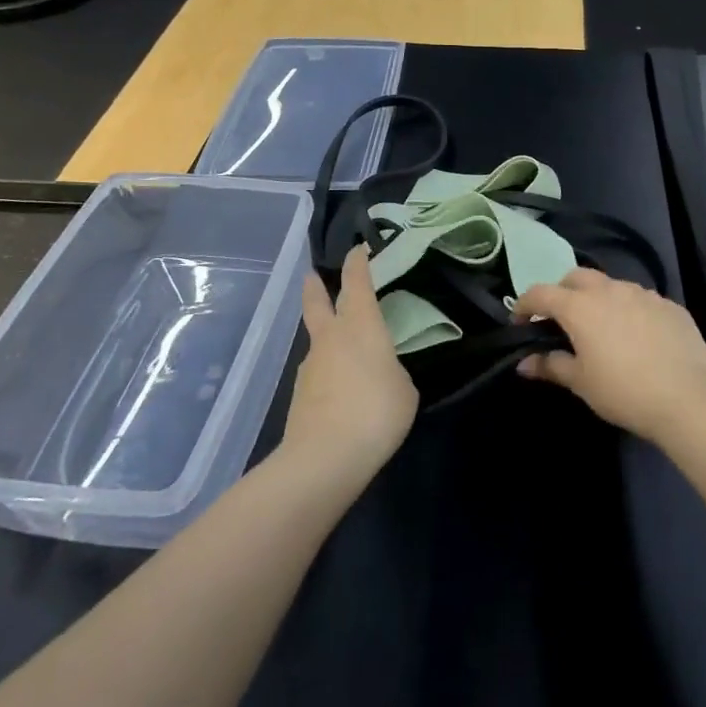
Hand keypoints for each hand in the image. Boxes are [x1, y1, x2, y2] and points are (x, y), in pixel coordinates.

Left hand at [285, 247, 418, 485]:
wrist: (324, 457)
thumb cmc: (376, 412)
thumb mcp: (404, 389)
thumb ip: (392, 372)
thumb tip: (379, 374)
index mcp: (360, 326)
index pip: (357, 283)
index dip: (357, 263)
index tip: (357, 249)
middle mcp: (331, 337)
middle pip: (317, 302)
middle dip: (316, 287)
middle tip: (312, 275)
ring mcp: (311, 366)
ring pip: (318, 340)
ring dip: (326, 337)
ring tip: (346, 353)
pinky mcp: (300, 395)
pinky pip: (319, 373)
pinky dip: (329, 373)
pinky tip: (343, 393)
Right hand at [512, 268, 705, 443]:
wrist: (689, 398)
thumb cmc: (624, 391)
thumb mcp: (581, 383)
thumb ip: (550, 366)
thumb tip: (524, 362)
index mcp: (580, 306)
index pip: (540, 293)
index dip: (524, 305)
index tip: (519, 322)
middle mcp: (609, 290)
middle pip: (575, 277)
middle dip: (562, 292)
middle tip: (560, 321)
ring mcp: (643, 294)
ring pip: (610, 285)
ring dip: (597, 299)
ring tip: (601, 328)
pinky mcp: (669, 305)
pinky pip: (640, 299)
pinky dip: (628, 310)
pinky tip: (636, 337)